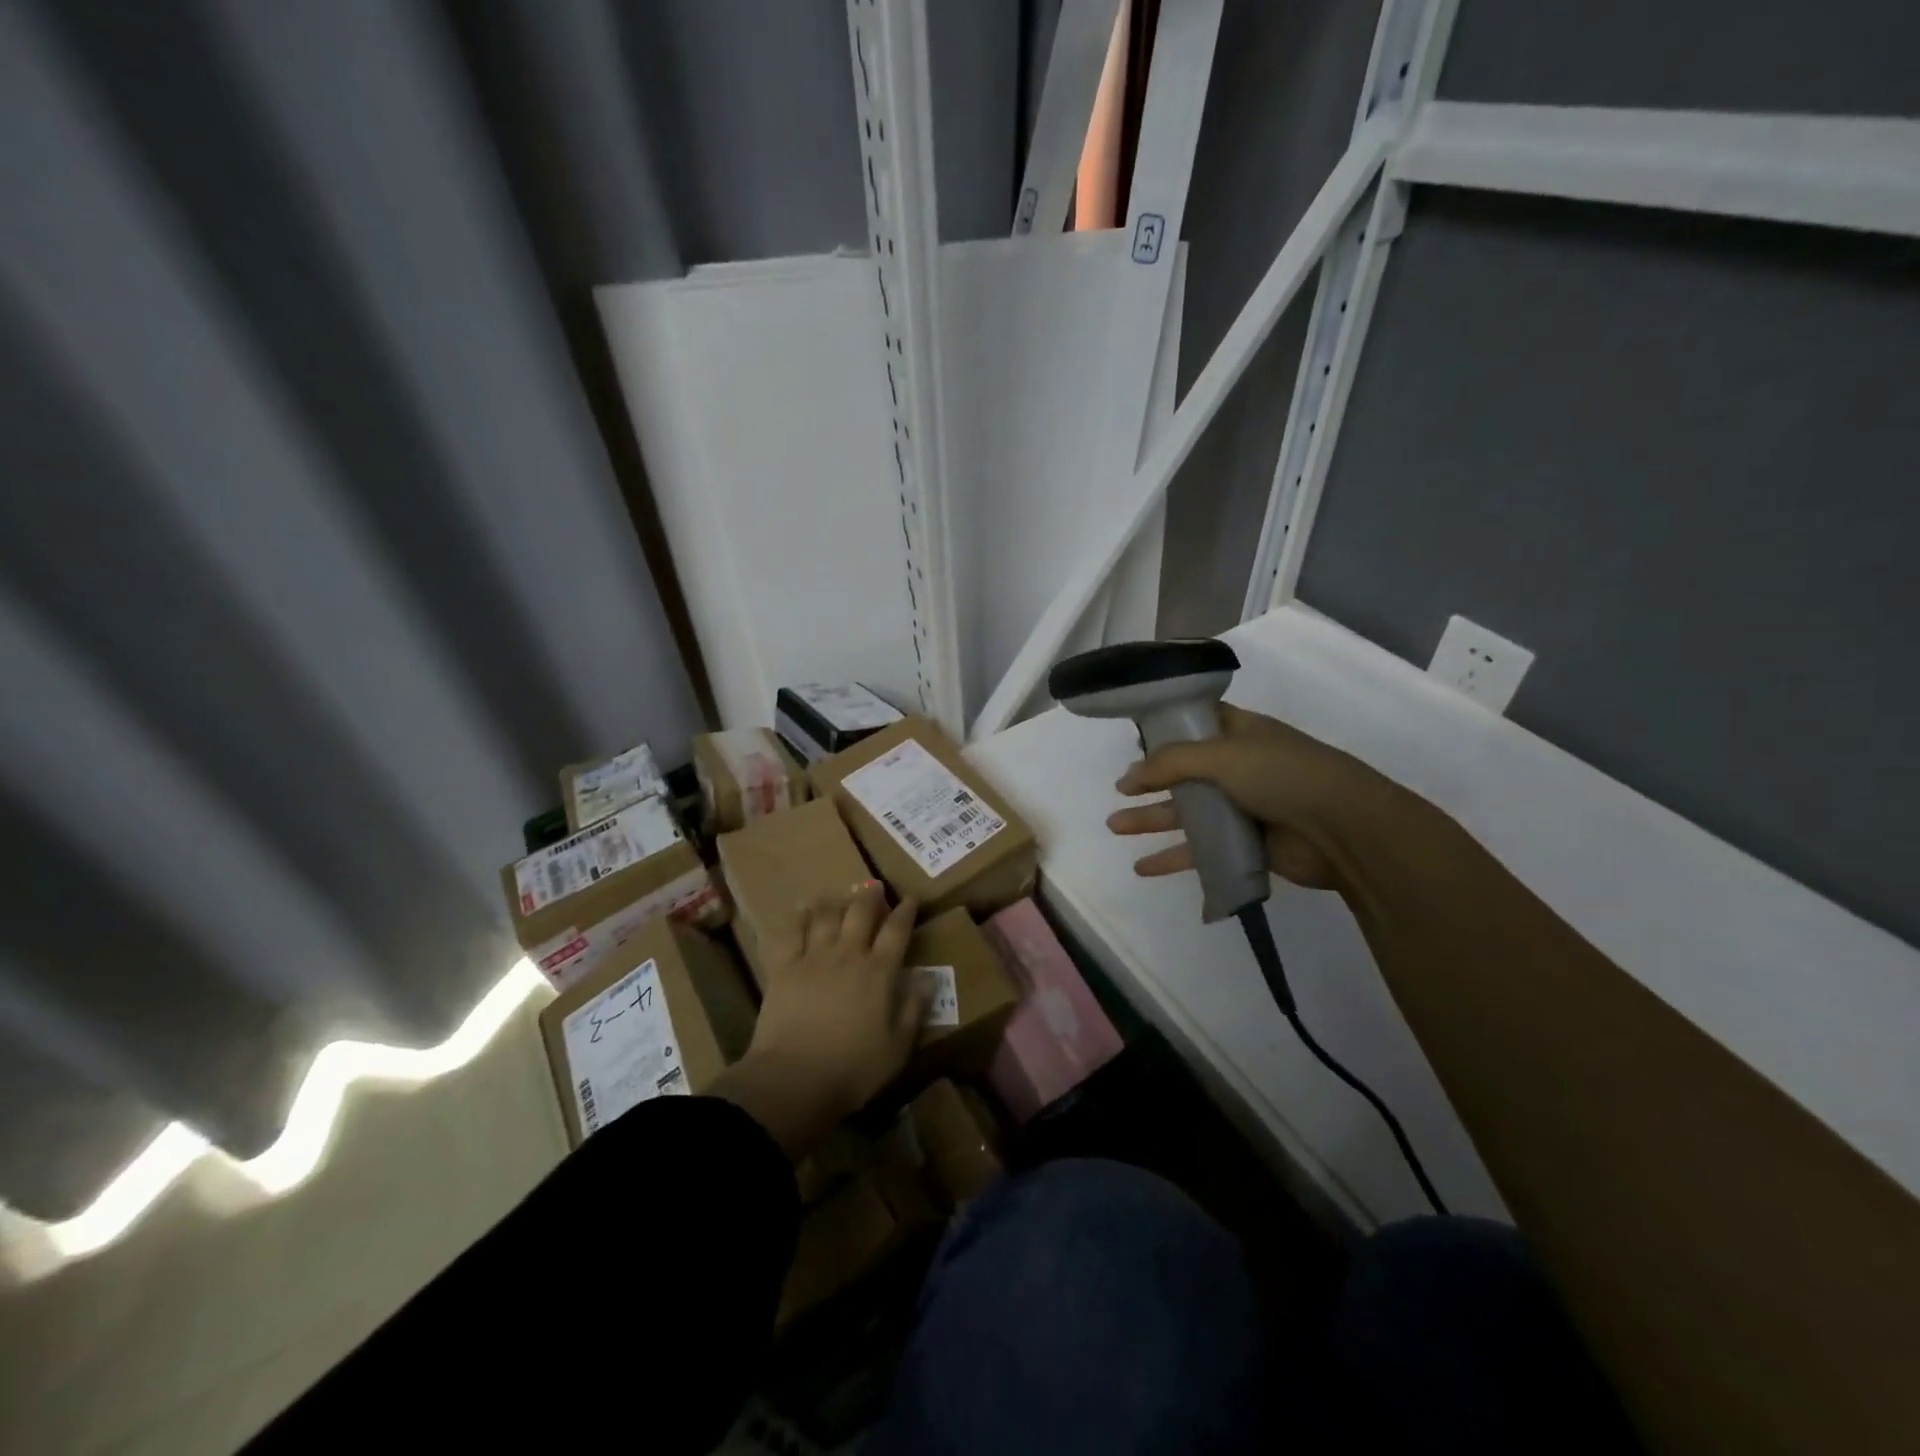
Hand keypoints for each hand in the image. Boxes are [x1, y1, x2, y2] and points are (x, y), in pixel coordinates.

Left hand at [714, 883, 925, 1159]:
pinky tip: (801, 910)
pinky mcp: (784, 968)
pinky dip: (798, 918)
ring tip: (839, 895)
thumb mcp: (897, 1048)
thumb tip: (928, 980)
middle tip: (874, 886)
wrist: (793, 1079)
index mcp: (879, 973)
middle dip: (870, 896)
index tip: (910, 898)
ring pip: (826, 916)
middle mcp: (848, 955)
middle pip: (861, 913)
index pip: (897, 931)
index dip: (905, 912)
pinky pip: (791, 933)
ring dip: (835, 901)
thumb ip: (913, 1011)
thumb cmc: (852, 1069)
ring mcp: (813, 958)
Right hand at [1106, 704, 1376, 891]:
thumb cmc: (1284, 776)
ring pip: (1187, 812)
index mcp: (1241, 734)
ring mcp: (1244, 807)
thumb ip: (1172, 762)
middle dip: (1150, 781)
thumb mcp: (1223, 755)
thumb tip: (1130, 775)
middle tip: (1119, 791)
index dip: (1166, 729)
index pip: (1197, 723)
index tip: (1134, 738)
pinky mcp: (1246, 845)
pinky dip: (1173, 858)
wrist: (1345, 831)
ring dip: (1151, 819)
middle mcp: (1240, 767)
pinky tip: (1143, 868)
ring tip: (1114, 826)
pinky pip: (1201, 849)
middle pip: (1185, 772)